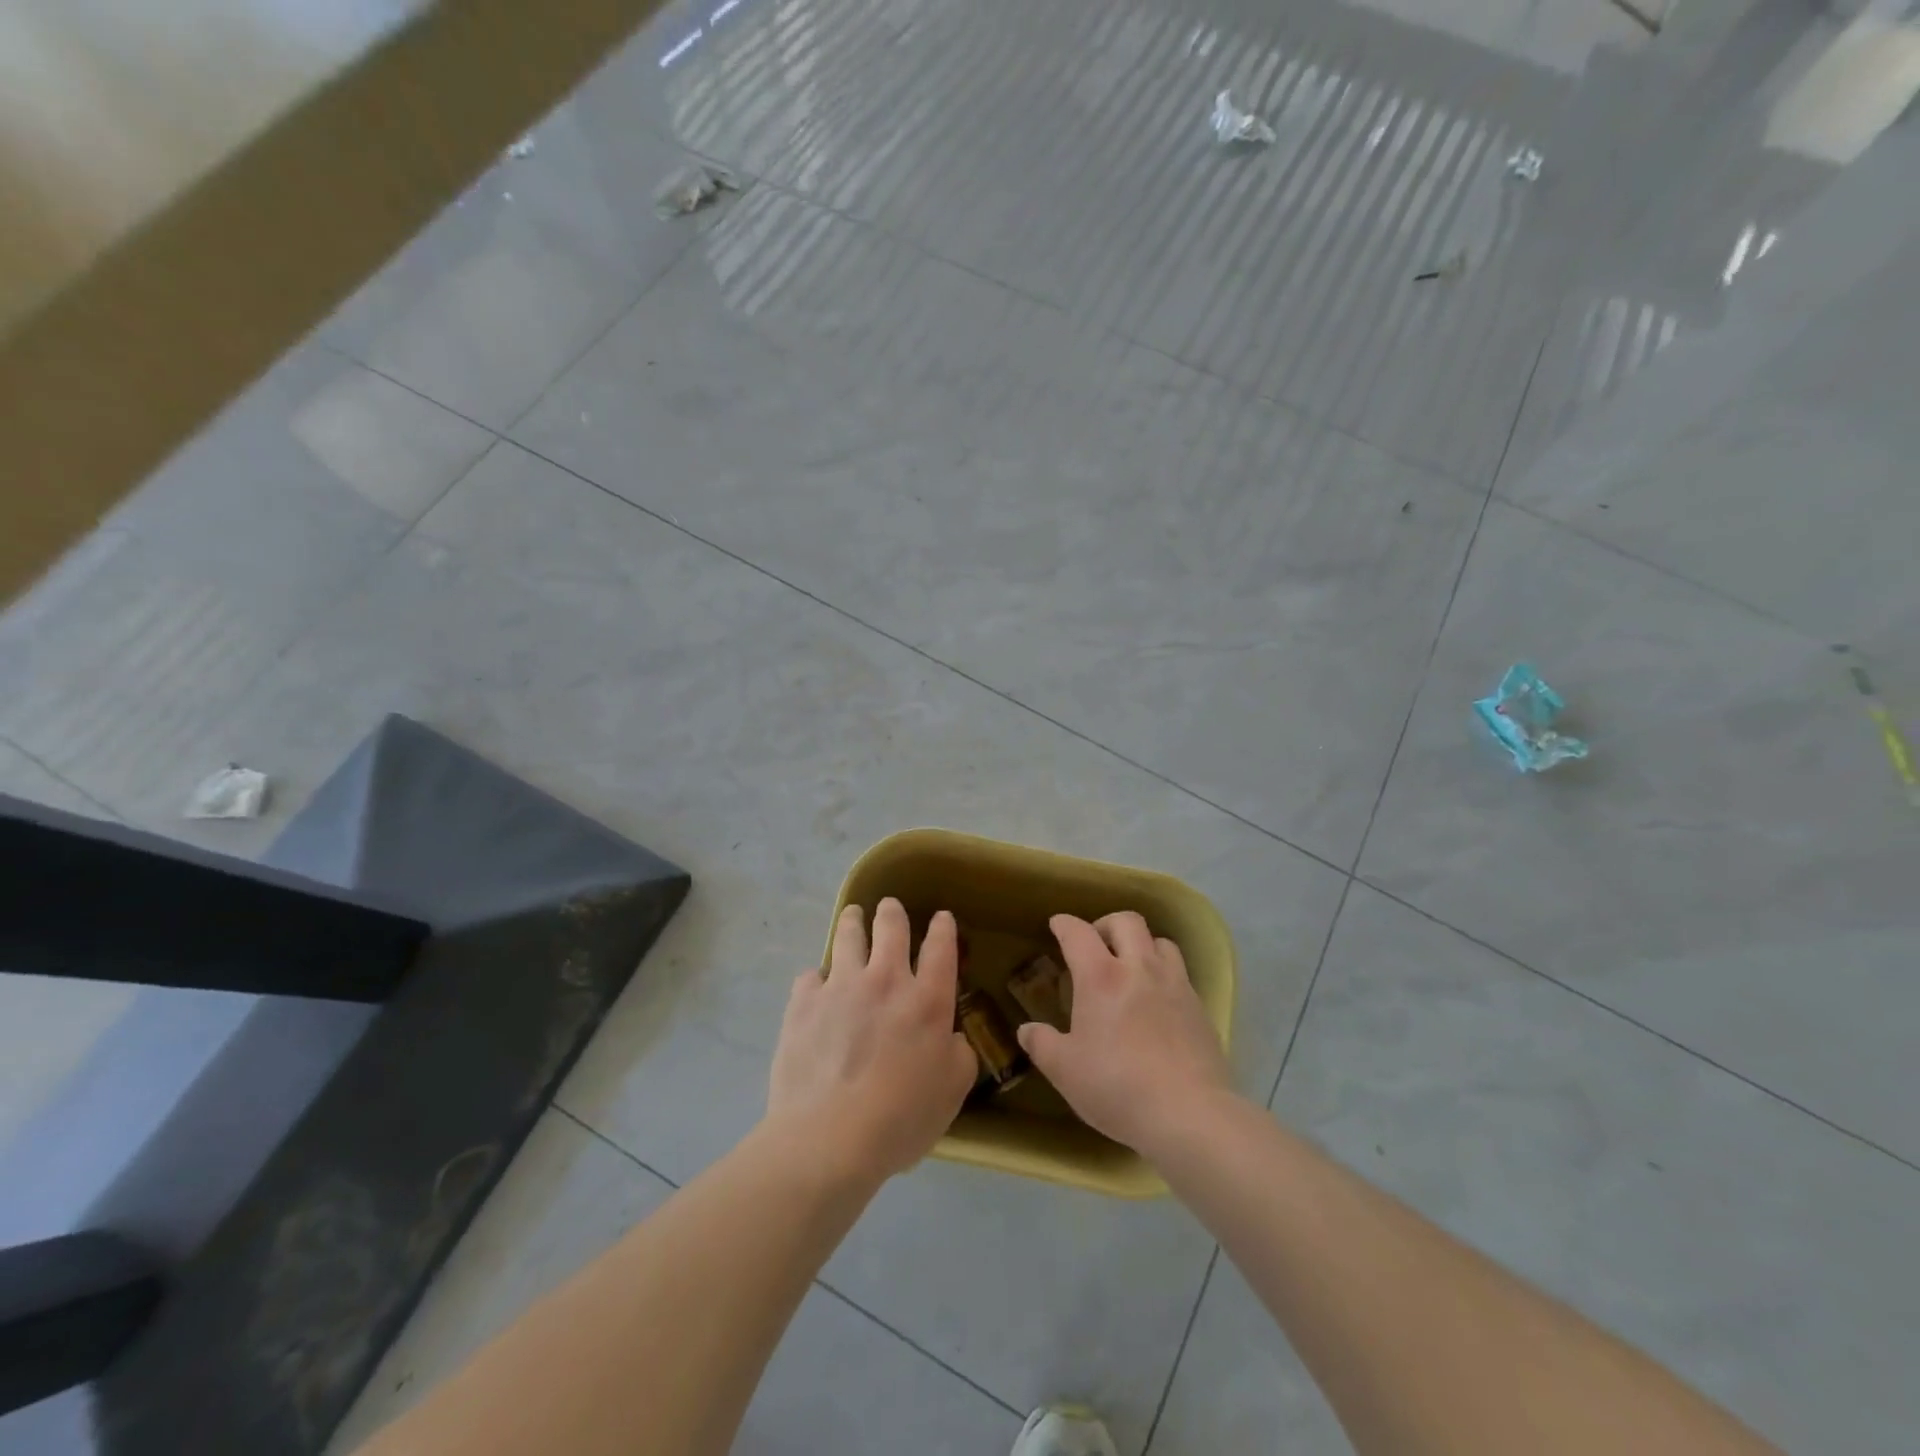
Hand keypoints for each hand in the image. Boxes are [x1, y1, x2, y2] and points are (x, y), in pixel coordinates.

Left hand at [768, 898, 975, 1179]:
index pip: (941, 947)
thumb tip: (950, 1037)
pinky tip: (816, 988)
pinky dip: (817, 978)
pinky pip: (811, 975)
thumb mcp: (952, 1091)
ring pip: (848, 936)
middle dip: (892, 912)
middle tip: (890, 907)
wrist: (829, 1137)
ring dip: (853, 921)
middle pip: (891, 926)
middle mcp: (886, 980)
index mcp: (928, 1000)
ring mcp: (841, 986)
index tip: (942, 918)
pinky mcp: (804, 1002)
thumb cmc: (901, 1118)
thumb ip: (958, 1054)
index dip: (943, 927)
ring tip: (853, 916)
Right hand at [1017, 912, 1234, 1154]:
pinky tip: (1156, 1001)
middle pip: (1126, 921)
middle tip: (1095, 944)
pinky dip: (1163, 974)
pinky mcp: (1199, 1007)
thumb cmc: (1117, 1087)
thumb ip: (1042, 1044)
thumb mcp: (1065, 1070)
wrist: (1189, 1114)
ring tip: (1130, 967)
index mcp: (1100, 977)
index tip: (1057, 925)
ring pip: (1160, 941)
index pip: (1078, 933)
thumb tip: (1026, 1030)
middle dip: (1106, 924)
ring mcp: (1174, 984)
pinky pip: (1180, 973)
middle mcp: (1139, 968)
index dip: (1064, 924)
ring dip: (1141, 944)